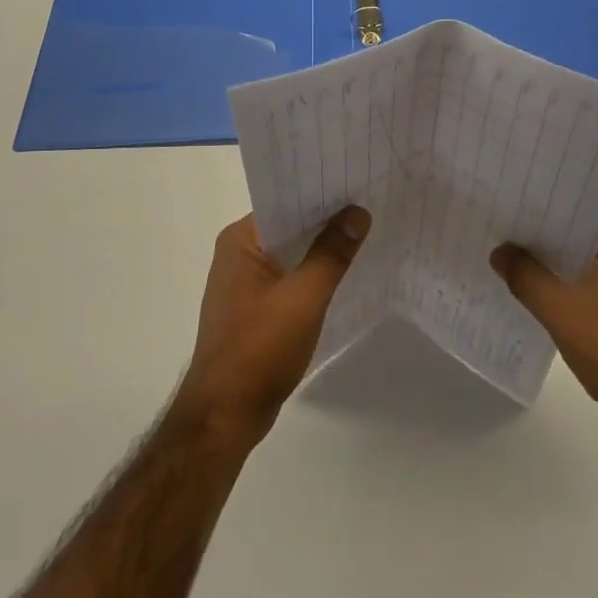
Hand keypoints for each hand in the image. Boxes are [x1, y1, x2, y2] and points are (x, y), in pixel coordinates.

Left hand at [176, 208, 368, 446]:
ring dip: (322, 249)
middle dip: (328, 221)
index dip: (322, 193)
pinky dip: (314, 275)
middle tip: (372, 204)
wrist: (226, 415)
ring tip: (367, 233)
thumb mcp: (304, 297)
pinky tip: (345, 275)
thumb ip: (332, 253)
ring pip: (292, 254)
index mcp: (240, 240)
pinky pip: (290, 279)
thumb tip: (358, 212)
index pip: (285, 202)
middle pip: (290, 227)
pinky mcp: (255, 309)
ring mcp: (245, 283)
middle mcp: (238, 254)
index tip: (359, 182)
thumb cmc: (259, 348)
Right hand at [492, 222, 597, 473]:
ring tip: (499, 264)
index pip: (572, 212)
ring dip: (544, 272)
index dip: (534, 211)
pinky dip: (558, 297)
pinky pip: (583, 296)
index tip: (499, 209)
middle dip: (534, 242)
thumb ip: (525, 276)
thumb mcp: (562, 310)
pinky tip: (526, 301)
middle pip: (572, 241)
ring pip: (575, 271)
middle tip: (490, 234)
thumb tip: (499, 251)